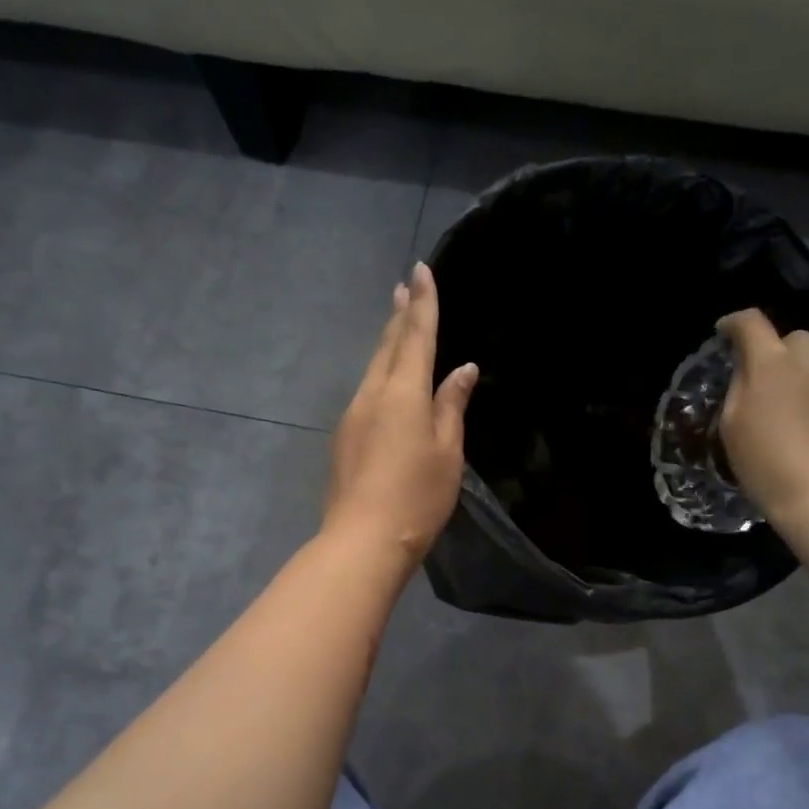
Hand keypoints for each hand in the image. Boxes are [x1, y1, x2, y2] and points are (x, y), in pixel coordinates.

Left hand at [323, 261, 477, 571]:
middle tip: (404, 285)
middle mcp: (373, 394)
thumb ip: (452, 406)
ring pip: (374, 367)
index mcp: (403, 393)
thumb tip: (463, 370)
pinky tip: (387, 379)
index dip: (423, 302)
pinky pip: (367, 390)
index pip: (416, 336)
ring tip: (397, 320)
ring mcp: (353, 414)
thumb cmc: (418, 496)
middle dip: (399, 314)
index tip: (421, 270)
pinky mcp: (344, 437)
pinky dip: (381, 372)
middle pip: (388, 345)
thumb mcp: (447, 451)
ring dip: (387, 341)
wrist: (363, 539)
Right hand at [717, 308, 808, 522]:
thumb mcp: (733, 428)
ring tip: (806, 419)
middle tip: (773, 387)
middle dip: (782, 355)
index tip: (727, 333)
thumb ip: (740, 388)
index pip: (751, 323)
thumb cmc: (768, 467)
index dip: (736, 324)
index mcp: (773, 363)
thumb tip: (750, 370)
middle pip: (796, 340)